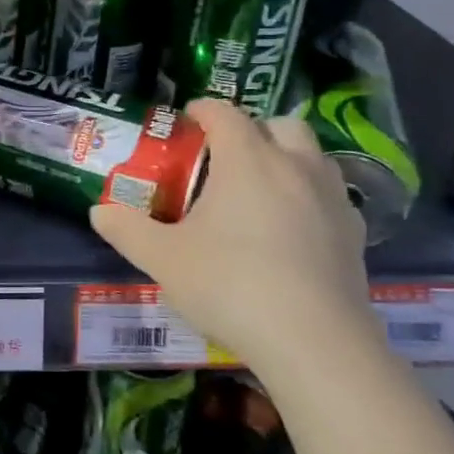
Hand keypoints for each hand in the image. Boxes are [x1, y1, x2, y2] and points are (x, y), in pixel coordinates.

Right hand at [89, 99, 374, 376]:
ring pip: (314, 156)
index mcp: (247, 159)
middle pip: (279, 124)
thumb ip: (128, 230)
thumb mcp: (164, 260)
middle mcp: (294, 166)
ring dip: (287, 158)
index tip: (186, 120)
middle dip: (252, 129)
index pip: (224, 113)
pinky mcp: (354, 235)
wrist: (314, 343)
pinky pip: (332, 196)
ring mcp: (331, 199)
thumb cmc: (230, 286)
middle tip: (226, 157)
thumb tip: (99, 212)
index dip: (202, 110)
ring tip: (261, 190)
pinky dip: (310, 197)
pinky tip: (293, 230)